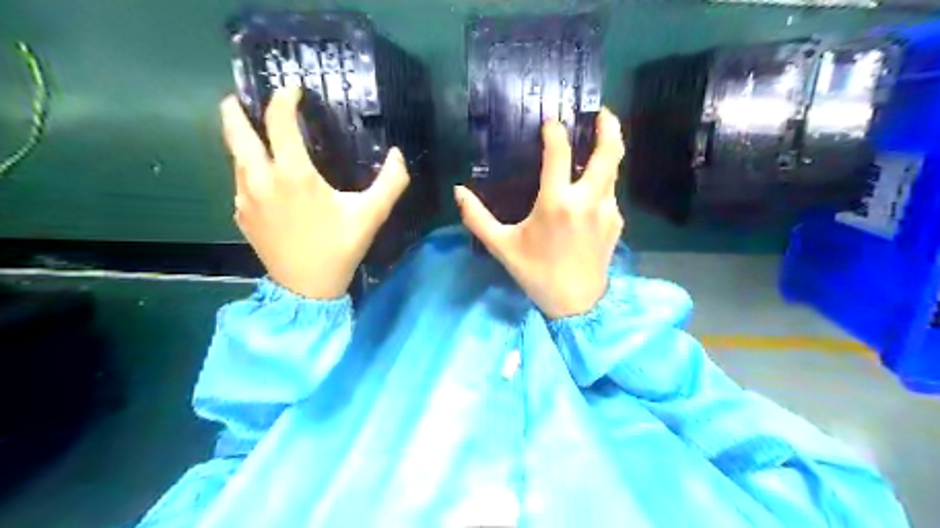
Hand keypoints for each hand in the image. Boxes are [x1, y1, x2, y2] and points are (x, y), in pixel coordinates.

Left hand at [223, 88, 411, 298]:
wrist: (307, 288)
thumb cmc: (340, 247)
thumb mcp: (371, 214)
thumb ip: (391, 182)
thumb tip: (398, 154)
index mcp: (292, 174)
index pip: (278, 120)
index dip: (283, 98)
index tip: (293, 90)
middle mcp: (260, 179)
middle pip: (235, 129)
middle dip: (237, 107)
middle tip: (247, 99)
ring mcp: (244, 198)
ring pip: (236, 157)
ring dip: (246, 142)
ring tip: (263, 140)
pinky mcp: (241, 214)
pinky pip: (241, 182)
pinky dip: (250, 171)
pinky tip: (269, 181)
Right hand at [455, 106, 622, 317]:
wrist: (576, 304)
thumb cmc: (536, 273)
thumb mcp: (502, 247)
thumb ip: (477, 218)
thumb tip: (458, 191)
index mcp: (557, 203)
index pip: (559, 152)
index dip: (555, 131)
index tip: (550, 122)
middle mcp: (587, 200)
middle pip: (608, 152)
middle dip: (608, 126)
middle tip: (601, 112)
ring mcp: (607, 211)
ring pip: (613, 171)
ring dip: (607, 152)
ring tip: (598, 142)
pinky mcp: (616, 223)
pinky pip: (610, 193)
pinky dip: (603, 182)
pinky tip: (591, 187)